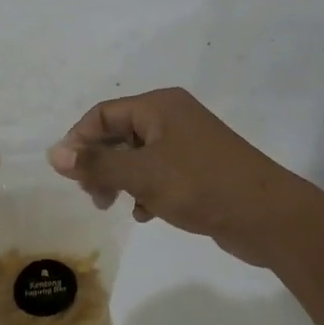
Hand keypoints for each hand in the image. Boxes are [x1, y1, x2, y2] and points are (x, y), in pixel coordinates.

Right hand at [47, 88, 302, 266]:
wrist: (269, 218)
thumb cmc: (200, 185)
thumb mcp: (142, 175)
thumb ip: (97, 165)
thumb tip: (53, 154)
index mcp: (159, 106)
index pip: (103, 114)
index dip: (79, 140)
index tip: (67, 173)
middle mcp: (172, 118)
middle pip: (119, 134)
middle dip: (100, 163)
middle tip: (91, 195)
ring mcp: (188, 144)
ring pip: (138, 157)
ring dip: (120, 179)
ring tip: (112, 205)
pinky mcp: (199, 170)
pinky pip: (159, 173)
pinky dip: (145, 190)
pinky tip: (144, 214)